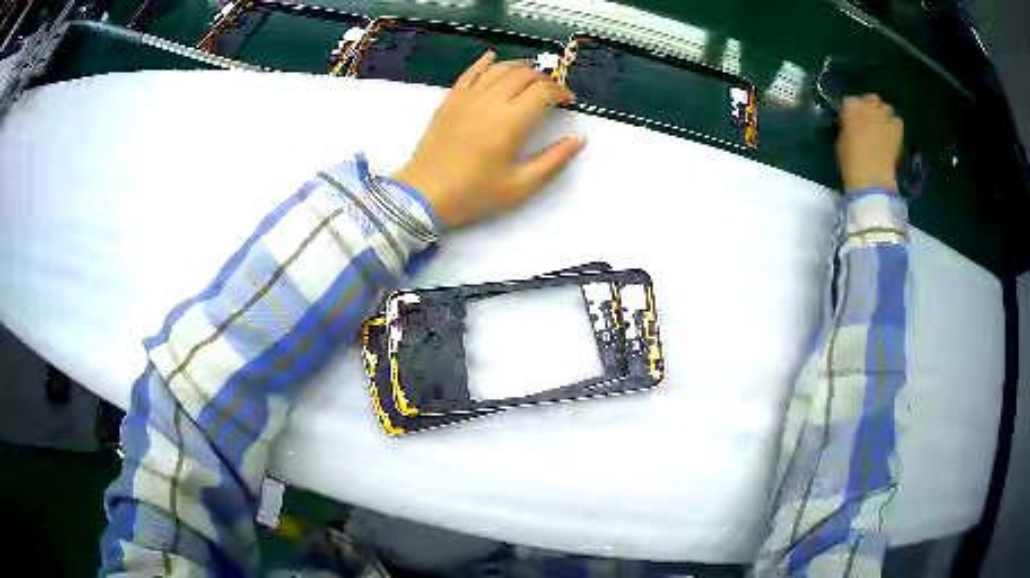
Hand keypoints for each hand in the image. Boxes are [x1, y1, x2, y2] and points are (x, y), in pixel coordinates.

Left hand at [392, 51, 586, 227]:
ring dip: (519, 67)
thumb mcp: (521, 186)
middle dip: (544, 79)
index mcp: (512, 122)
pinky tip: (492, 57)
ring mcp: (467, 97)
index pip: (544, 91)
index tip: (568, 101)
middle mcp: (491, 101)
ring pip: (499, 68)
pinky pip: (470, 72)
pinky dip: (485, 62)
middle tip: (551, 93)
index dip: (561, 91)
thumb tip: (579, 139)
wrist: (424, 194)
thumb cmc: (475, 194)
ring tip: (530, 75)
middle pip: (524, 75)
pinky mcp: (450, 100)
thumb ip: (554, 161)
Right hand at [836, 94, 903, 192]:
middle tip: (871, 119)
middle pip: (871, 98)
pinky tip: (893, 134)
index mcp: (850, 109)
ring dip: (884, 114)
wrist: (871, 178)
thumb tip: (851, 127)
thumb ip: (847, 129)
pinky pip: (898, 121)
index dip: (853, 109)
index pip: (851, 101)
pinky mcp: (896, 130)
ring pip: (886, 107)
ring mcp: (884, 118)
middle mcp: (867, 108)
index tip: (854, 118)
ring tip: (883, 126)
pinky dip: (895, 125)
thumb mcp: (842, 142)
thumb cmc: (851, 162)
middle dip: (871, 106)